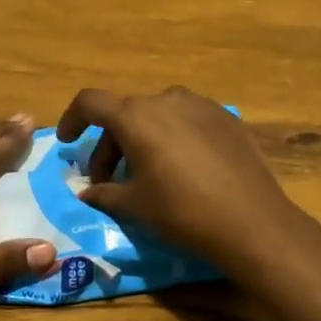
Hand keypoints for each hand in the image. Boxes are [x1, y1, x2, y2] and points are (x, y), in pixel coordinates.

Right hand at [54, 87, 299, 274]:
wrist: (251, 221)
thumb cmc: (182, 211)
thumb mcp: (134, 205)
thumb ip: (104, 193)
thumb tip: (87, 192)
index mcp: (136, 116)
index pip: (90, 102)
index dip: (73, 119)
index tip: (68, 142)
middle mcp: (166, 99)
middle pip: (125, 113)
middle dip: (110, 144)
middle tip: (108, 180)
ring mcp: (201, 105)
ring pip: (158, 115)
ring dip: (143, 139)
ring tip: (148, 174)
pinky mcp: (227, 118)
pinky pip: (188, 121)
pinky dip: (174, 138)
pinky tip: (184, 169)